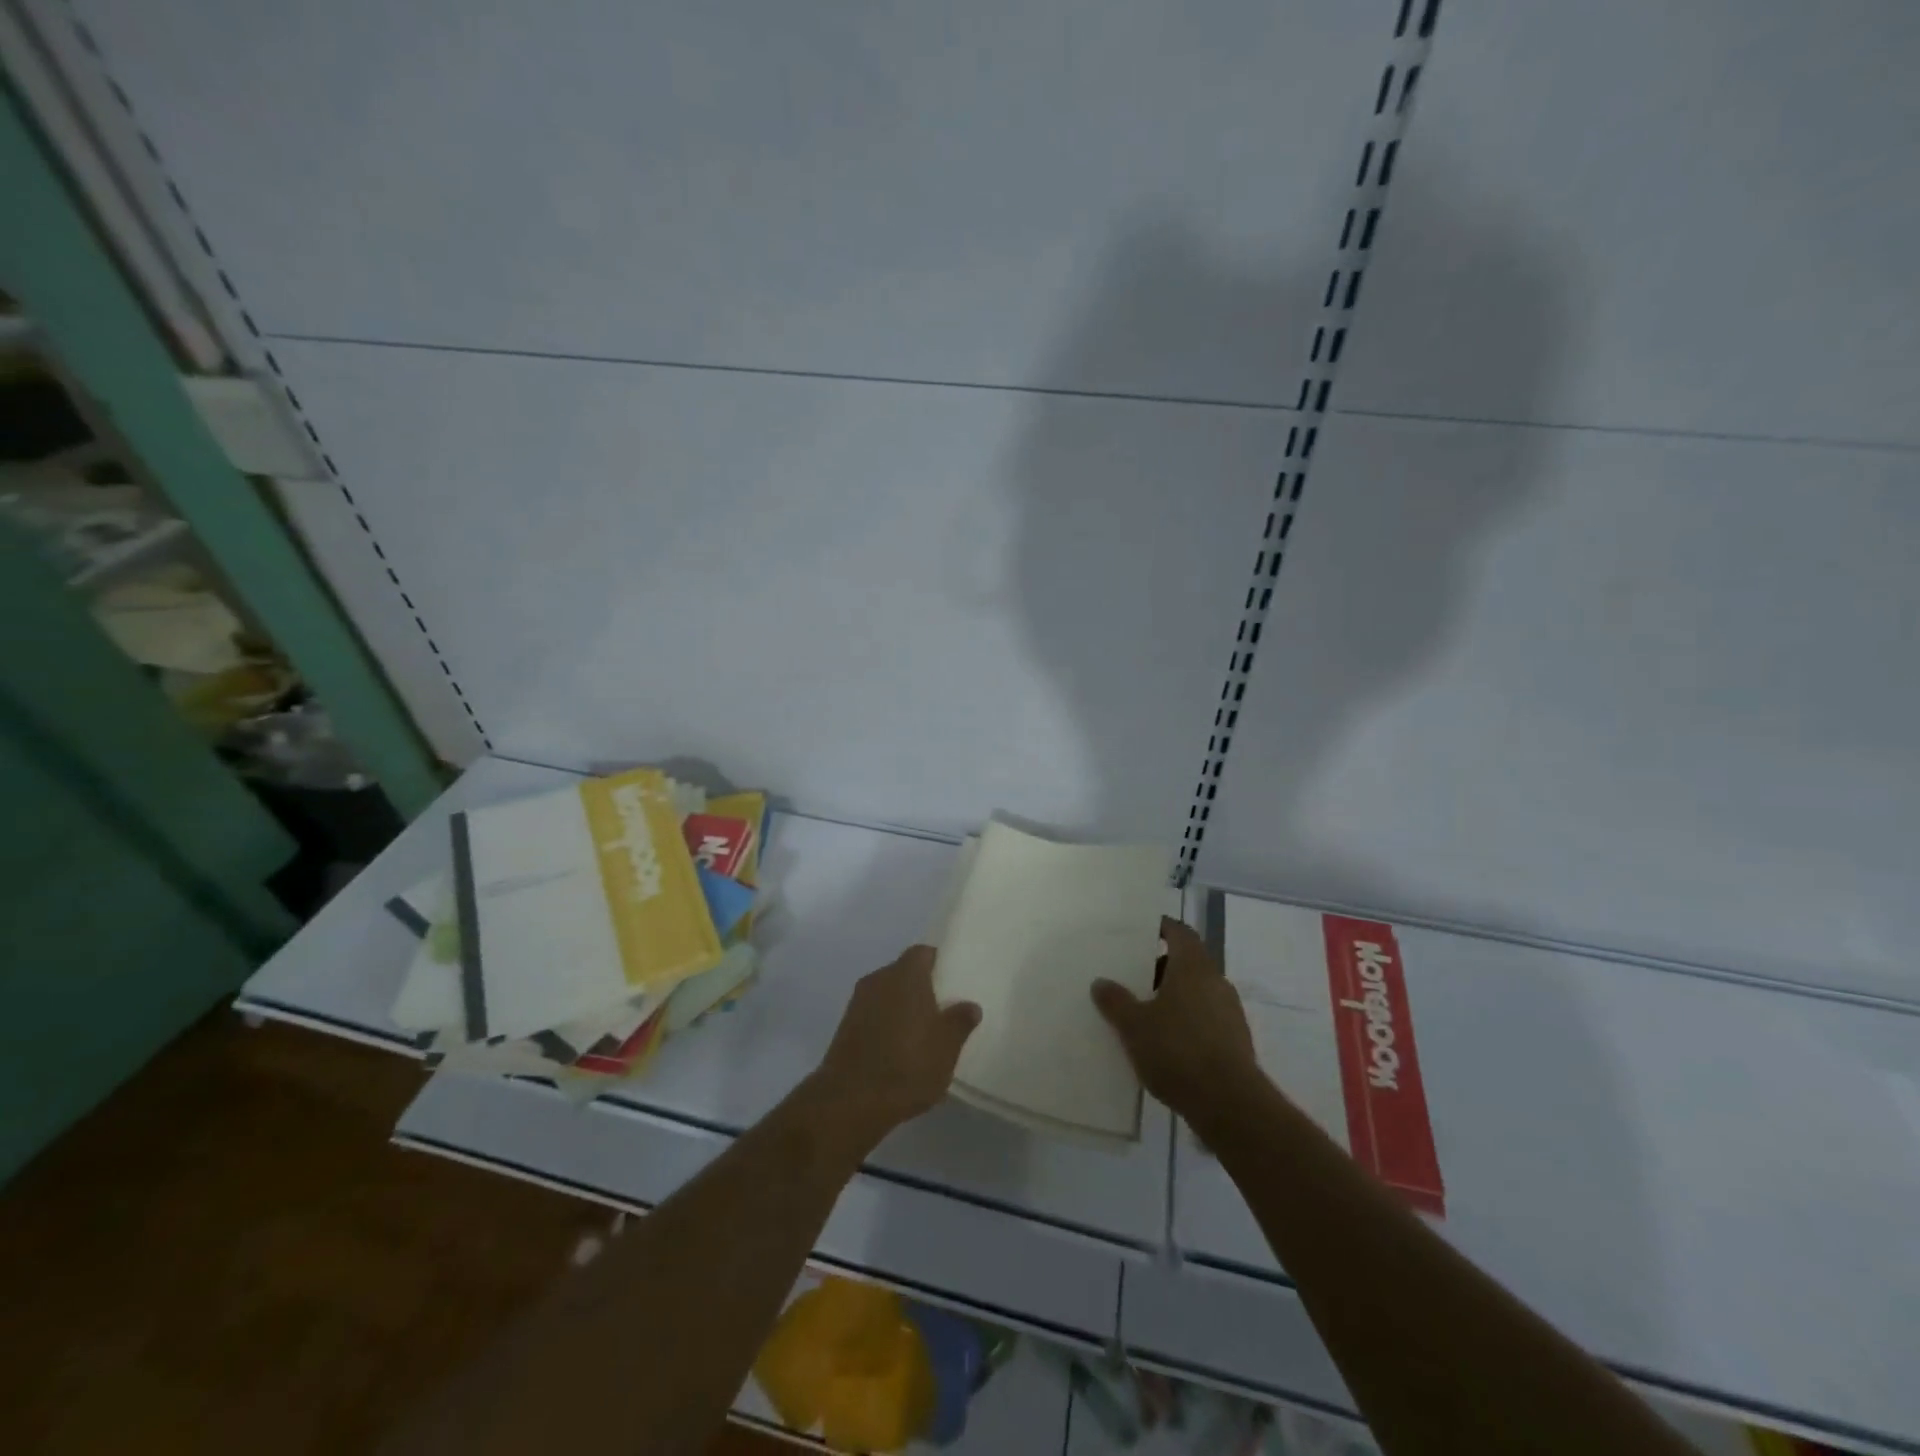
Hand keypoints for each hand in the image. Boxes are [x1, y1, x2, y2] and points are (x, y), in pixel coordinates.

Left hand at [808, 946, 980, 1150]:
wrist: (851, 1101)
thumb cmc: (908, 1065)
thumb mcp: (947, 1047)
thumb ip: (960, 1022)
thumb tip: (970, 1006)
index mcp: (905, 975)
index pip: (923, 953)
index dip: (938, 963)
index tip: (952, 980)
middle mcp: (878, 979)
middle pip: (903, 973)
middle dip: (920, 988)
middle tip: (941, 1009)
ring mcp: (857, 1003)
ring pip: (886, 995)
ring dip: (901, 1008)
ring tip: (921, 1033)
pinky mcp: (844, 1028)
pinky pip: (872, 1015)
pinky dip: (885, 1025)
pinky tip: (897, 1050)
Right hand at [1092, 917, 1261, 1125]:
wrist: (1229, 1104)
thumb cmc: (1177, 1051)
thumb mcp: (1134, 1026)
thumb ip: (1116, 1001)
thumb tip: (1101, 982)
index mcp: (1193, 967)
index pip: (1180, 933)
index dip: (1162, 928)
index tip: (1142, 931)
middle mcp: (1216, 981)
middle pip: (1189, 962)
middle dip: (1163, 966)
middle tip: (1134, 975)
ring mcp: (1230, 1012)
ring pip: (1198, 991)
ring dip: (1176, 995)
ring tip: (1147, 1011)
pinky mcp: (1236, 1041)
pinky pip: (1207, 1018)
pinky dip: (1188, 1020)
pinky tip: (1168, 1042)